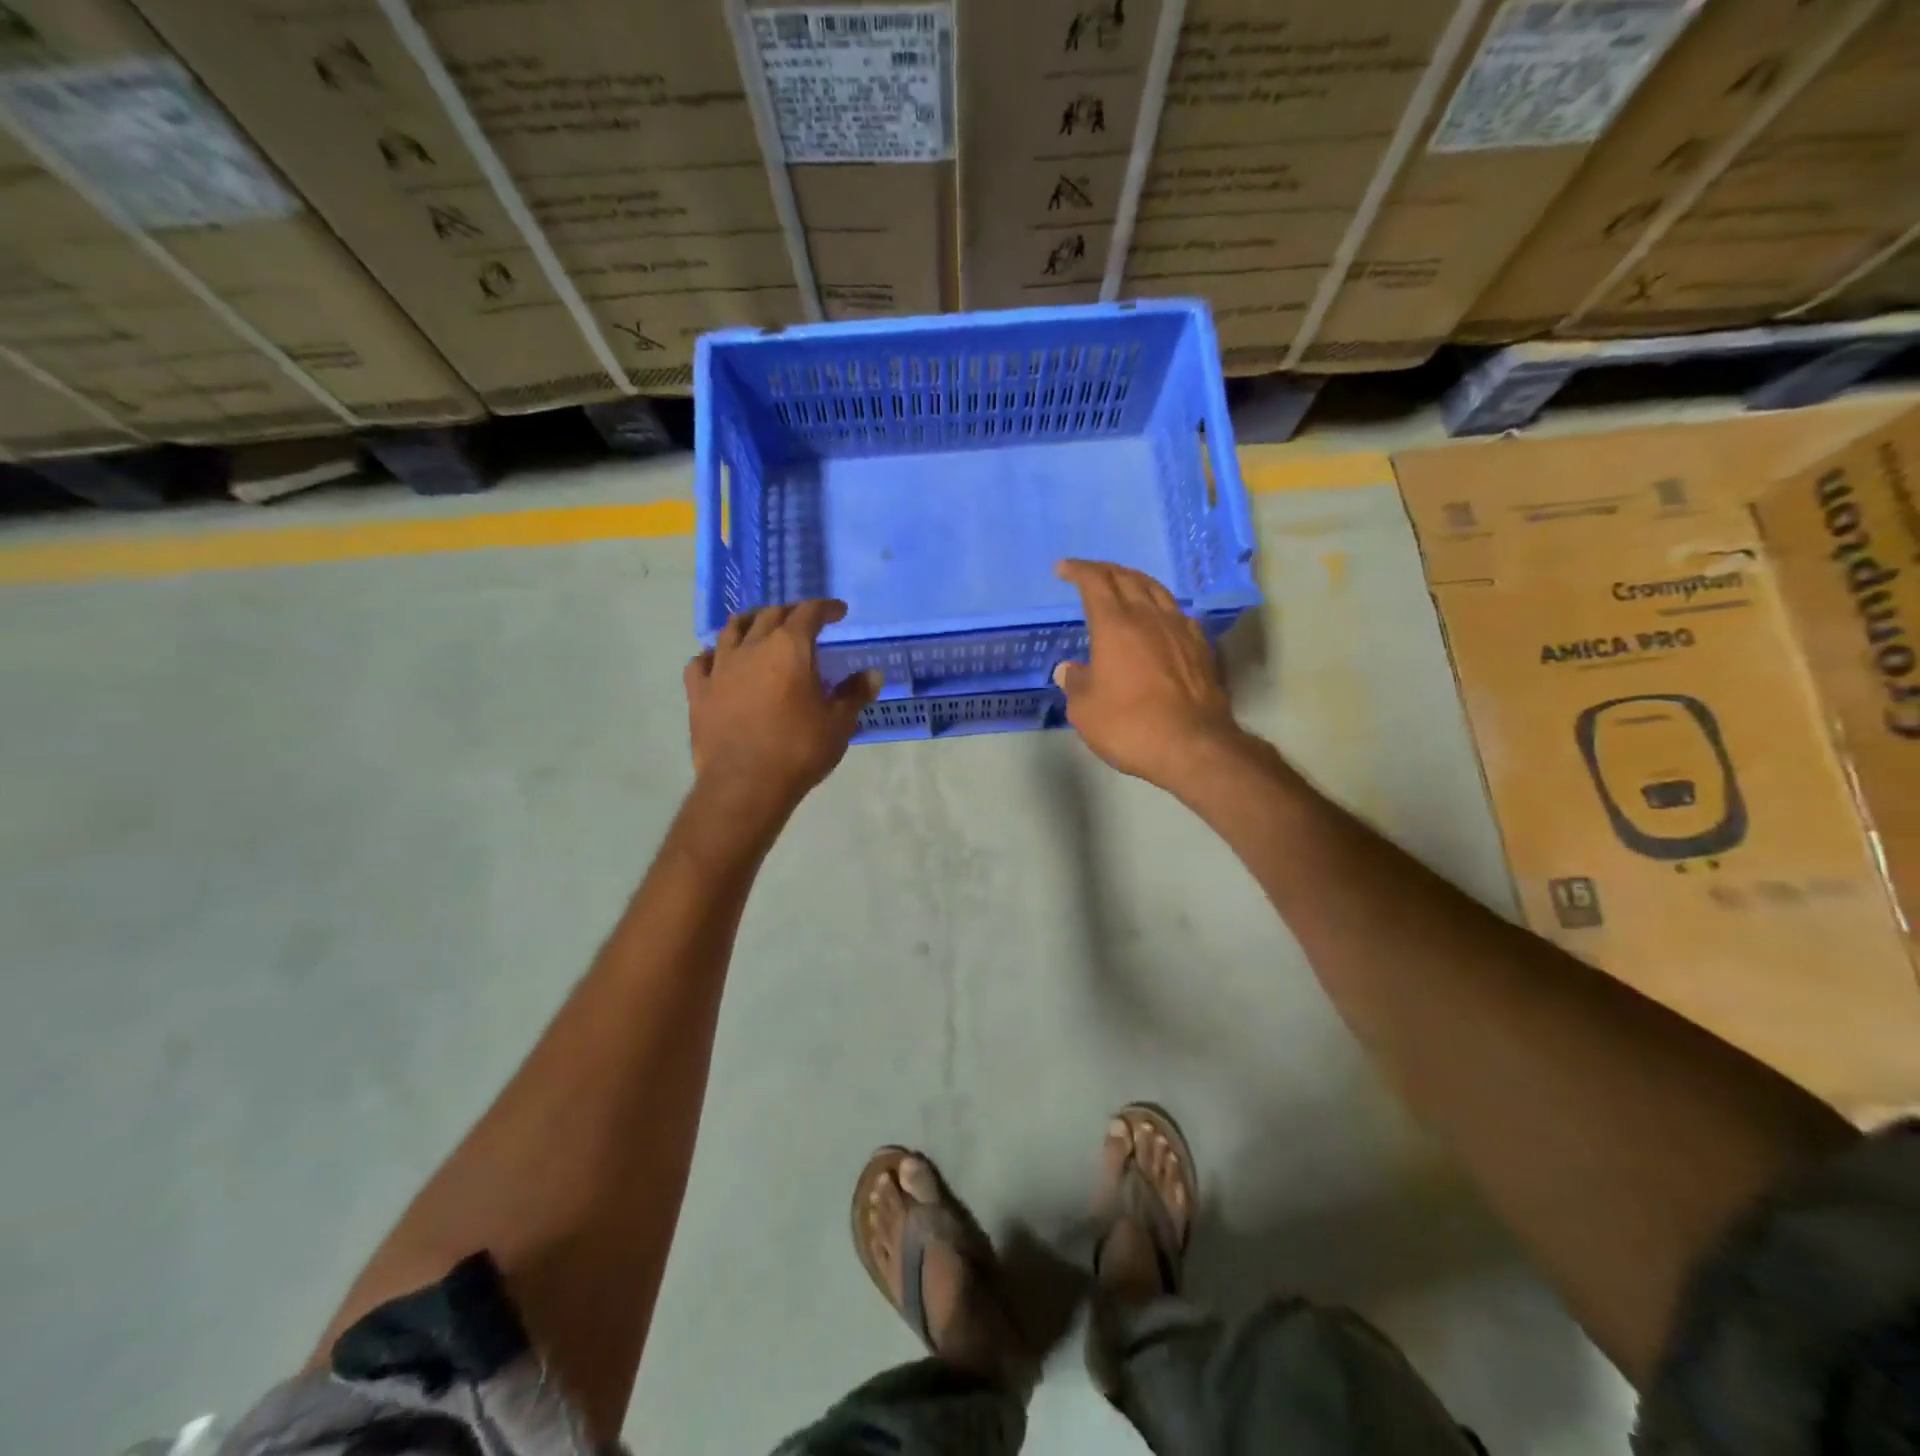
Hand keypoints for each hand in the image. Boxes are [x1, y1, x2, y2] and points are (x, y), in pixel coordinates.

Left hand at [685, 601, 880, 815]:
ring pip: (732, 630)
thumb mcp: (839, 723)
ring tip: (759, 627)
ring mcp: (720, 668)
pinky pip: (701, 662)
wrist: (745, 784)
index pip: (809, 613)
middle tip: (803, 621)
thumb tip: (873, 674)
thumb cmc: (799, 749)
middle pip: (770, 615)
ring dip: (750, 622)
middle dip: (790, 612)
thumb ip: (855, 693)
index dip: (825, 608)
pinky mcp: (699, 692)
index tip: (838, 611)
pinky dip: (713, 655)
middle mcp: (752, 647)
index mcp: (789, 648)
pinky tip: (718, 660)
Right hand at [1054, 559, 1244, 789]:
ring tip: (1123, 585)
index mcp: (1115, 626)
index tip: (1063, 569)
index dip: (1078, 571)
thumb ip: (1075, 683)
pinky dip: (1159, 606)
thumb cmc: (1130, 726)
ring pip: (1156, 590)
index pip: (1095, 583)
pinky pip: (1177, 613)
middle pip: (1127, 578)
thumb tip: (1069, 669)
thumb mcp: (1085, 710)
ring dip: (1135, 581)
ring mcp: (1180, 630)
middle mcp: (1149, 618)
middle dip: (1105, 570)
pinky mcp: (1201, 648)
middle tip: (1090, 573)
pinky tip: (1158, 618)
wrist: (1193, 746)